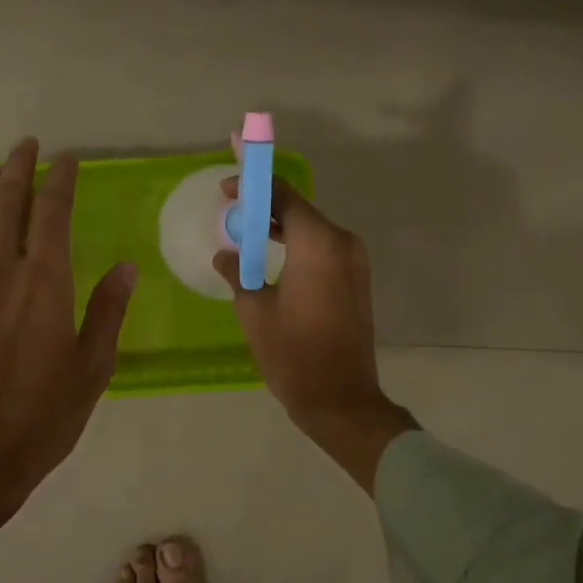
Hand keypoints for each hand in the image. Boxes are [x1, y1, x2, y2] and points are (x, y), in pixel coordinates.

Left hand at [0, 137, 136, 546]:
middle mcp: (1, 275)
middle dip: (18, 169)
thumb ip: (107, 311)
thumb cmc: (42, 417)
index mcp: (44, 285)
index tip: (67, 158)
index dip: (60, 180)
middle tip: (28, 145)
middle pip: (7, 207)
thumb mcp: (92, 368)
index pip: (52, 215)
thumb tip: (125, 267)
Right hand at [214, 177, 416, 493]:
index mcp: (318, 244)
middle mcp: (342, 242)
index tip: (227, 184)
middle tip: (229, 204)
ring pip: (310, 228)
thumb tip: (226, 255)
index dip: (254, 183)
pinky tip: (269, 251)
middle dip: (264, 203)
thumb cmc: (293, 354)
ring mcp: (354, 261)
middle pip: (298, 208)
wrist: (341, 399)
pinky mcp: (356, 279)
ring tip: (243, 227)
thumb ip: (238, 272)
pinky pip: (321, 248)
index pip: (283, 195)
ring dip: (279, 224)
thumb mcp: (254, 310)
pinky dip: (296, 243)